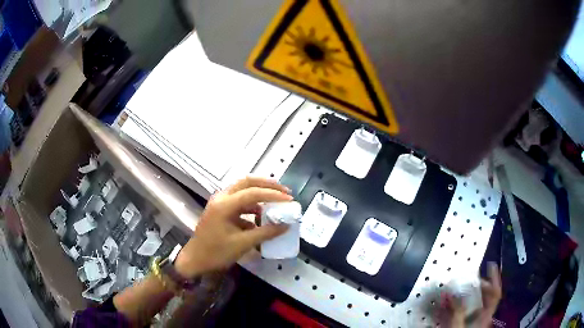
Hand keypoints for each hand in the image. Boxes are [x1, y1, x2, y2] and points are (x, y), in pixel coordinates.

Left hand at [174, 177, 292, 278]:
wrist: (195, 260)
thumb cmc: (216, 253)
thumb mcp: (242, 244)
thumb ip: (265, 233)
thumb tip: (286, 225)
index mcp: (225, 204)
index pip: (253, 192)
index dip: (273, 195)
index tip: (290, 200)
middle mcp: (221, 197)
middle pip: (247, 182)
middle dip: (267, 185)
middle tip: (284, 192)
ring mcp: (220, 202)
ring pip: (243, 190)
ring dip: (260, 194)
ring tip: (276, 202)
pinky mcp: (221, 209)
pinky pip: (239, 202)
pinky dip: (252, 206)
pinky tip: (261, 217)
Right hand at [442, 262, 501, 327]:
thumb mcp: (457, 326)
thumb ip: (454, 310)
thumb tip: (449, 292)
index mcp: (485, 314)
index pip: (495, 292)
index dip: (494, 278)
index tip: (490, 265)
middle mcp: (482, 315)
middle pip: (483, 296)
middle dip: (475, 286)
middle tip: (467, 278)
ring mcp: (474, 321)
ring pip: (472, 304)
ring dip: (463, 296)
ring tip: (453, 291)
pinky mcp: (465, 325)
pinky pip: (462, 312)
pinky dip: (455, 307)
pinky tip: (446, 307)